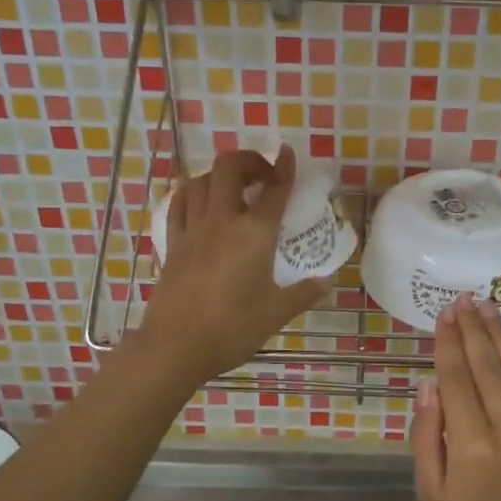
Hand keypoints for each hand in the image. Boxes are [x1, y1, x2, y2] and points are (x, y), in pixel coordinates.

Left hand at [135, 147, 328, 386]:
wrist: (175, 346)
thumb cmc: (232, 329)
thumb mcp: (276, 313)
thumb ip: (304, 292)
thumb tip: (327, 280)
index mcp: (254, 234)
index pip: (274, 189)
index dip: (284, 167)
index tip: (289, 154)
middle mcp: (222, 220)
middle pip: (229, 168)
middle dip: (248, 160)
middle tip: (262, 176)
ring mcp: (192, 229)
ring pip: (200, 180)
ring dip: (219, 175)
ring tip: (233, 188)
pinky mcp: (172, 243)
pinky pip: (179, 203)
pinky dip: (191, 192)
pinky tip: (198, 201)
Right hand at [411, 295, 500, 500]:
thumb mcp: (431, 493)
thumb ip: (428, 435)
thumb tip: (430, 384)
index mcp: (472, 446)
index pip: (457, 379)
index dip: (449, 343)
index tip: (444, 314)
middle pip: (489, 366)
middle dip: (474, 329)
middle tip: (463, 299)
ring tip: (488, 307)